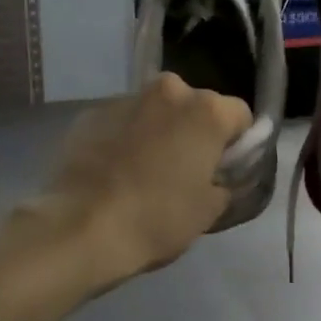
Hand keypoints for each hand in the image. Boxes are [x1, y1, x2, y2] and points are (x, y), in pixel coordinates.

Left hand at [26, 73, 251, 288]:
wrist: (81, 229)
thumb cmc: (157, 219)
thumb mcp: (209, 210)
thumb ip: (223, 182)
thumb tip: (216, 176)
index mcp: (206, 111)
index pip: (239, 115)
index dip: (237, 143)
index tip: (224, 169)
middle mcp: (169, 91)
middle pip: (195, 106)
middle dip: (194, 131)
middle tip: (185, 170)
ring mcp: (125, 99)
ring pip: (156, 112)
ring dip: (158, 132)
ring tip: (145, 172)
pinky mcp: (90, 113)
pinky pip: (122, 123)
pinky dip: (125, 139)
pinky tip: (115, 172)